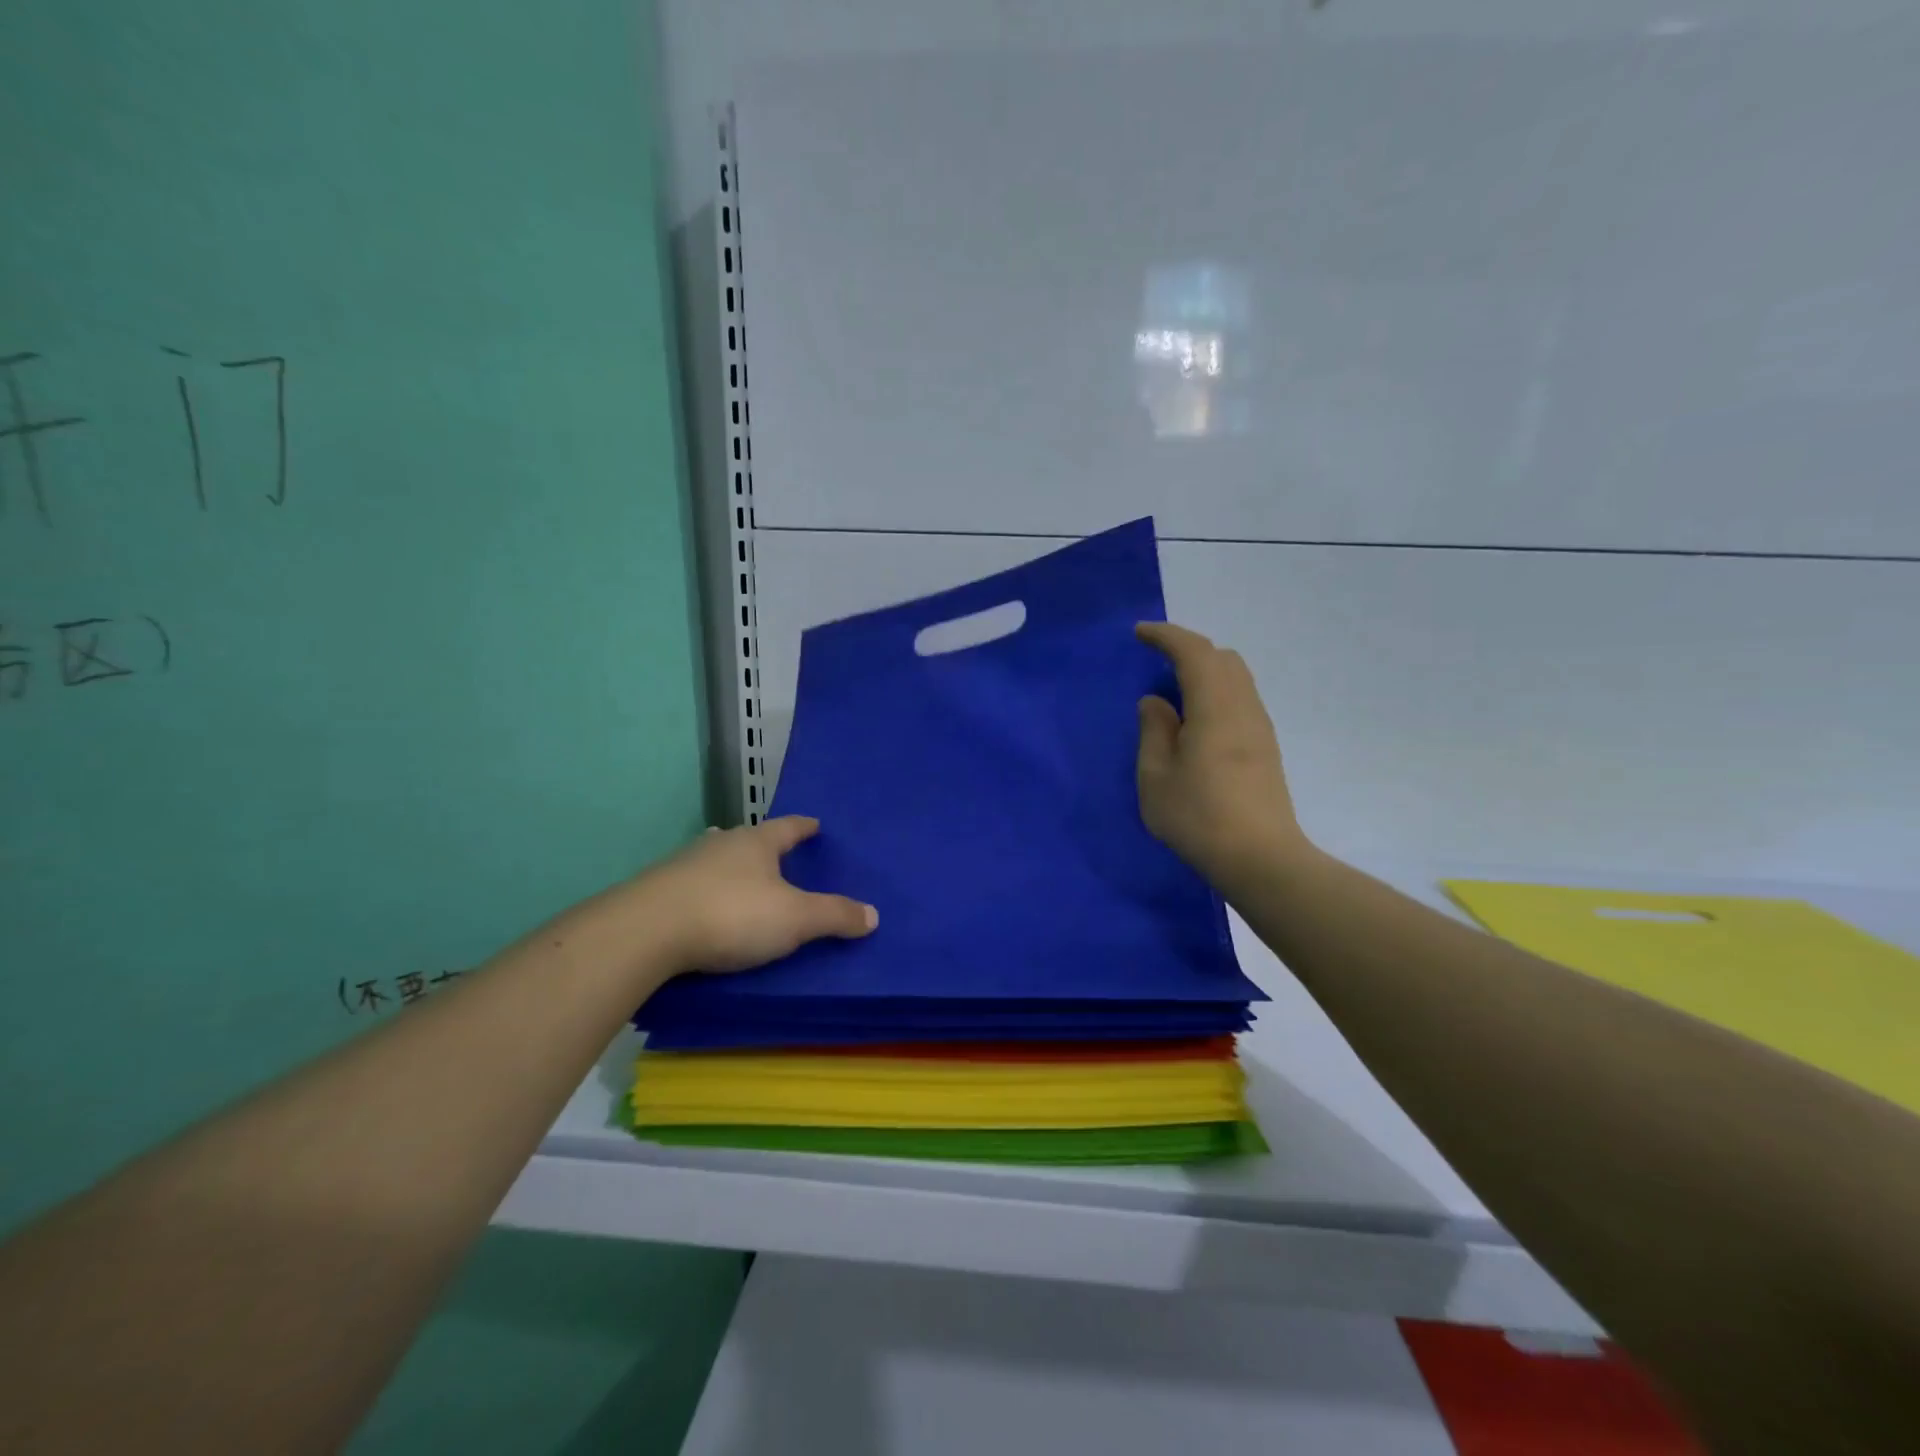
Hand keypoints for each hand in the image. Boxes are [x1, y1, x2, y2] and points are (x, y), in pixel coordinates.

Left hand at [645, 816, 877, 973]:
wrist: (646, 932)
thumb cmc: (732, 914)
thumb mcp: (794, 919)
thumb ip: (834, 915)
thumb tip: (873, 914)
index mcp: (757, 842)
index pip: (788, 827)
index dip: (804, 827)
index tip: (815, 824)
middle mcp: (721, 844)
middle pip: (749, 838)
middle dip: (765, 845)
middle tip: (779, 854)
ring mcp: (684, 864)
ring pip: (717, 858)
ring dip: (732, 866)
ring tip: (741, 875)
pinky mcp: (657, 890)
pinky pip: (692, 883)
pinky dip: (706, 890)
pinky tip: (705, 904)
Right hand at [1134, 622, 1311, 892]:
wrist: (1261, 859)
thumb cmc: (1199, 817)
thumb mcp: (1156, 777)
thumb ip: (1153, 731)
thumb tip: (1156, 702)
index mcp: (1215, 707)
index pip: (1194, 652)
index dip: (1166, 636)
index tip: (1140, 633)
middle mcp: (1243, 707)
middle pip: (1222, 658)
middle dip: (1188, 649)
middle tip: (1157, 658)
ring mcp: (1259, 727)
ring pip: (1236, 678)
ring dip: (1205, 671)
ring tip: (1175, 689)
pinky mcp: (1266, 748)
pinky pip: (1240, 699)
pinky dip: (1216, 692)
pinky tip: (1197, 719)